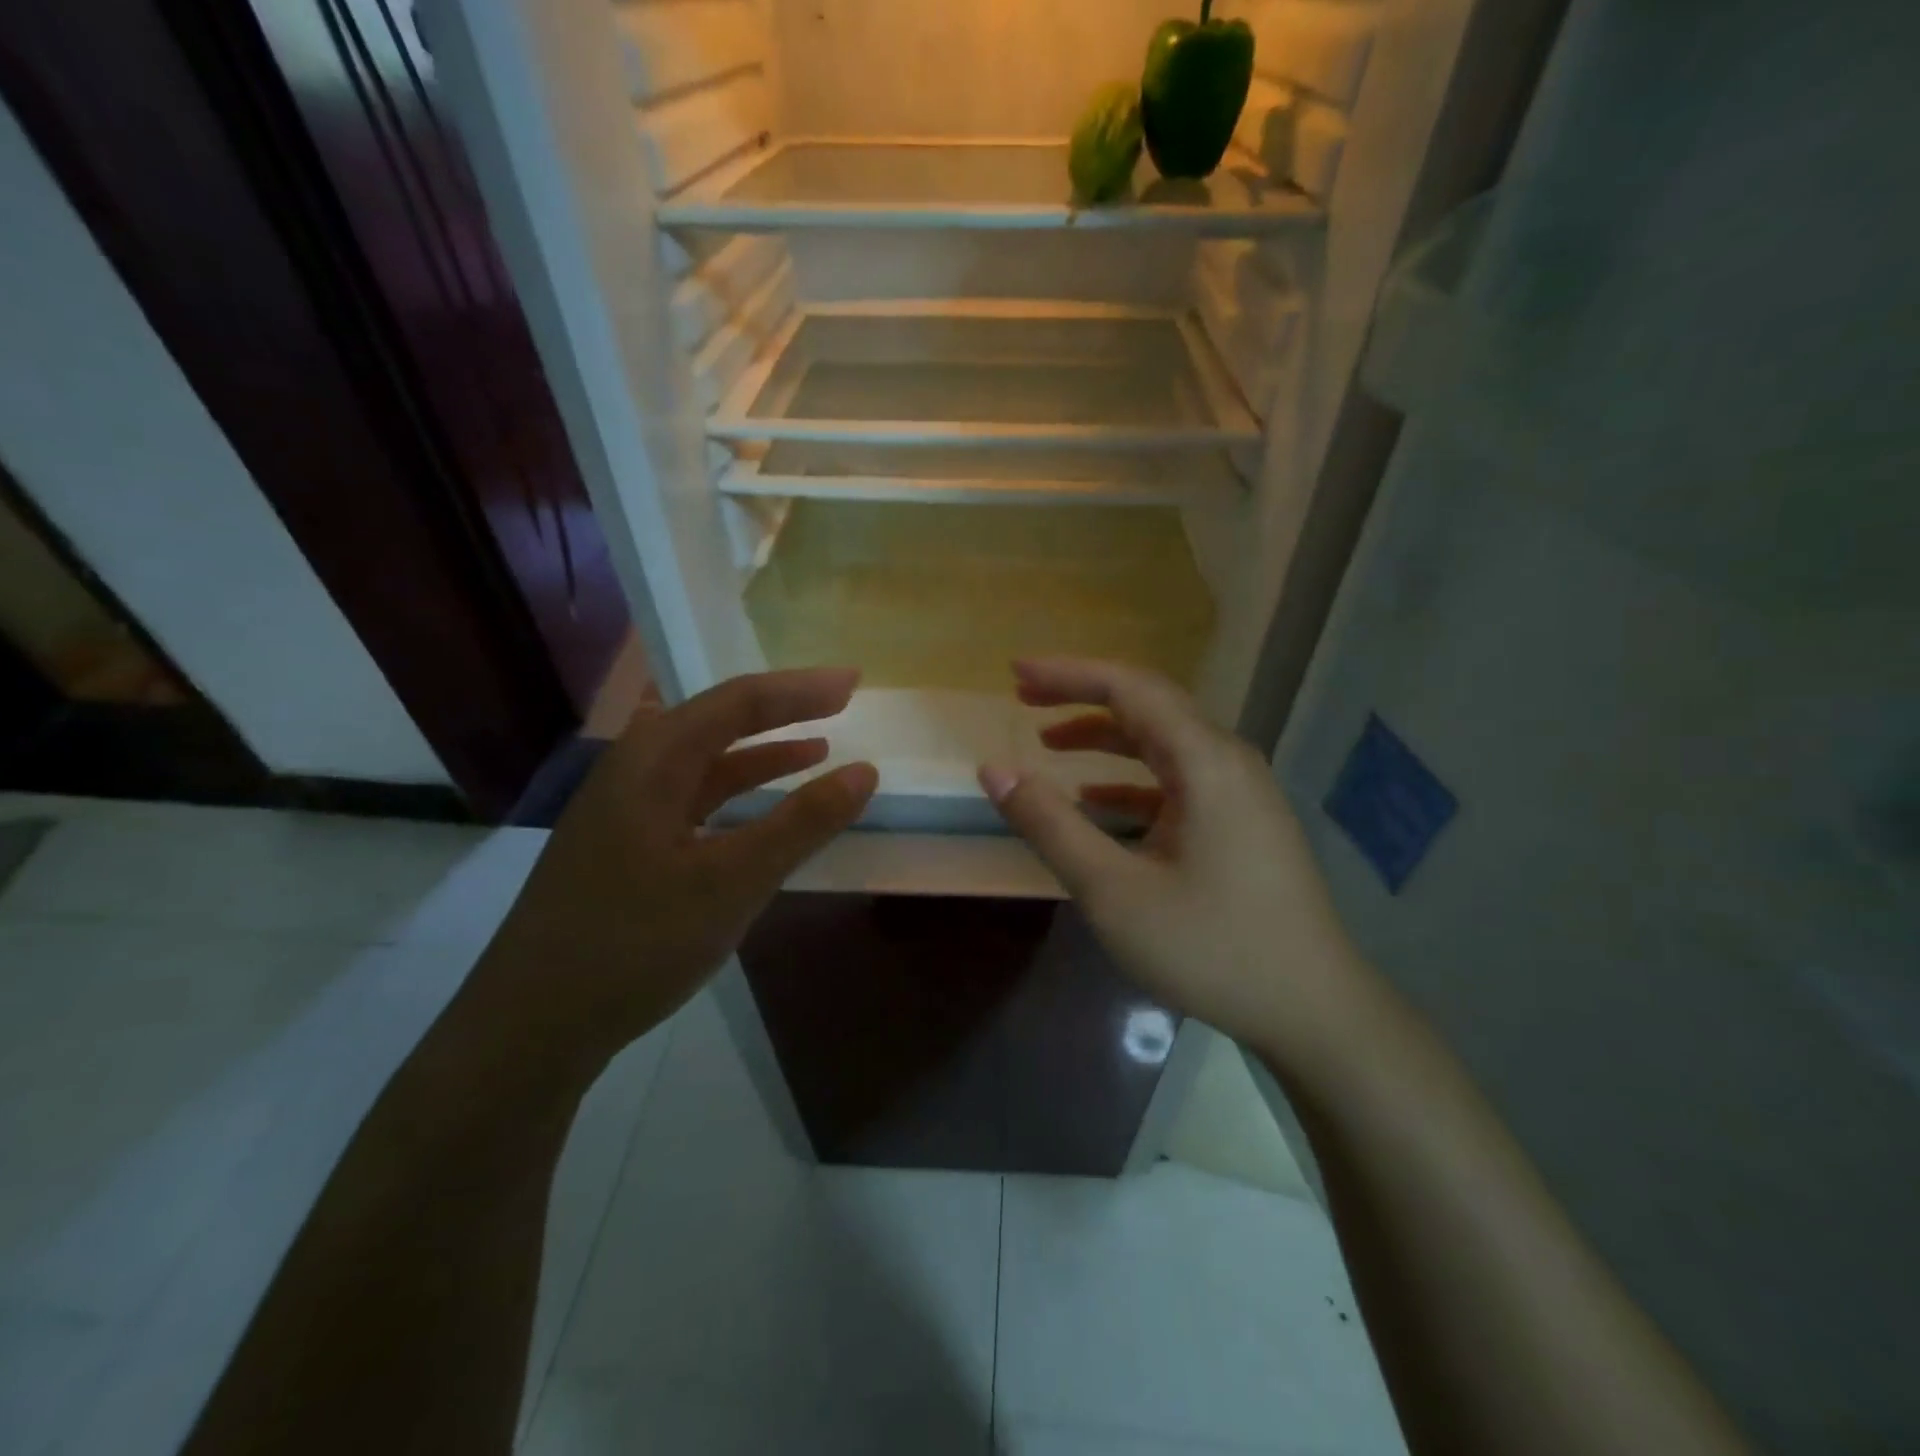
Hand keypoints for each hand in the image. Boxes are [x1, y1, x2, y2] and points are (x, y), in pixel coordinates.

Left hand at [470, 668, 876, 1079]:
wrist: (530, 1025)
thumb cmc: (633, 943)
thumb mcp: (731, 882)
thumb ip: (801, 824)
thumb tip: (865, 772)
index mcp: (652, 761)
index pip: (738, 702)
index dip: (800, 689)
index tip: (854, 683)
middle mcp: (633, 770)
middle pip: (717, 720)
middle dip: (782, 711)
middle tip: (839, 704)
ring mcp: (624, 809)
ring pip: (704, 763)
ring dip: (761, 754)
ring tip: (818, 749)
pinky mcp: (625, 846)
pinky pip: (692, 800)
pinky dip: (736, 796)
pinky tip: (761, 811)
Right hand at [978, 658, 1382, 1075]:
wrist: (1314, 1011)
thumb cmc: (1211, 948)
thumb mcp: (1113, 891)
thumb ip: (1050, 825)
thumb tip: (994, 769)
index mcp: (1205, 762)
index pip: (1130, 689)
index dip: (1068, 674)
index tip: (1014, 673)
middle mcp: (1228, 762)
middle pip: (1148, 707)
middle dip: (1083, 697)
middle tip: (1025, 699)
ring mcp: (1241, 793)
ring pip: (1163, 744)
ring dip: (1105, 738)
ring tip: (1049, 743)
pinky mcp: (1242, 824)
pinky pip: (1178, 782)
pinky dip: (1131, 779)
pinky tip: (1096, 798)